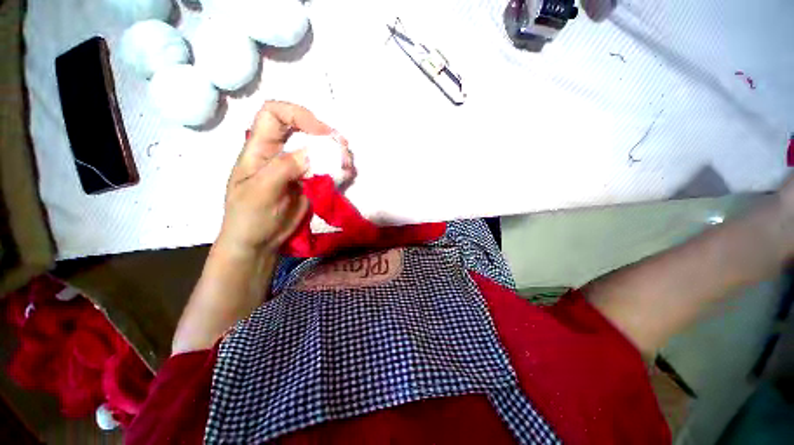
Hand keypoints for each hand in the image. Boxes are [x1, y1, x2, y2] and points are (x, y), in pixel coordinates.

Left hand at [217, 101, 333, 255]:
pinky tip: (346, 174)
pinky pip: (325, 169)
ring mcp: (296, 168)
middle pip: (300, 128)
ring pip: (317, 149)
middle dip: (323, 133)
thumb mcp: (261, 192)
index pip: (273, 114)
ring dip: (335, 152)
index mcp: (259, 149)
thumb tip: (312, 152)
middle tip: (341, 147)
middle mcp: (279, 153)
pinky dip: (338, 168)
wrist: (259, 242)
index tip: (320, 132)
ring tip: (347, 163)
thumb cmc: (249, 217)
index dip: (297, 114)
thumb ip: (283, 169)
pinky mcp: (309, 182)